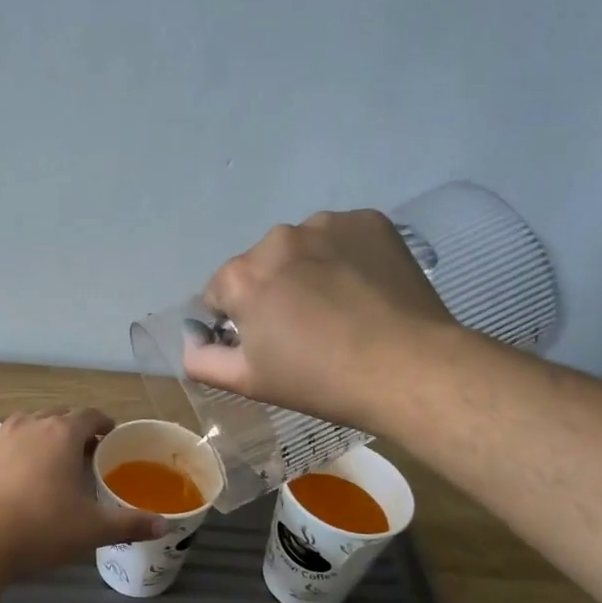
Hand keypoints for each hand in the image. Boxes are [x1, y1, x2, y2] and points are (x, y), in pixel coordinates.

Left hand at [0, 391, 168, 572]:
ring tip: (48, 437)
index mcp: (64, 436)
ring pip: (25, 419)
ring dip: (39, 425)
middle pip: (58, 416)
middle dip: (73, 427)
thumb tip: (164, 524)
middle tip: (83, 447)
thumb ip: (130, 523)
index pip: (90, 417)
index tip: (110, 434)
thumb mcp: (92, 530)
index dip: (102, 423)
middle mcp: (32, 425)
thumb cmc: (42, 529)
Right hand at [184, 210, 455, 425]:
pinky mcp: (368, 221)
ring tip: (341, 306)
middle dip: (274, 290)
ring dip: (309, 269)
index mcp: (241, 276)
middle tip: (307, 328)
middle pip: (262, 266)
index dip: (240, 320)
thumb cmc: (320, 380)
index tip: (269, 342)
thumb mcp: (248, 381)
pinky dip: (346, 256)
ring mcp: (325, 224)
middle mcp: (276, 239)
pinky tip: (365, 288)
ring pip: (302, 248)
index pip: (220, 293)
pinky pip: (342, 237)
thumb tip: (192, 339)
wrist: (409, 368)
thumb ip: (202, 359)